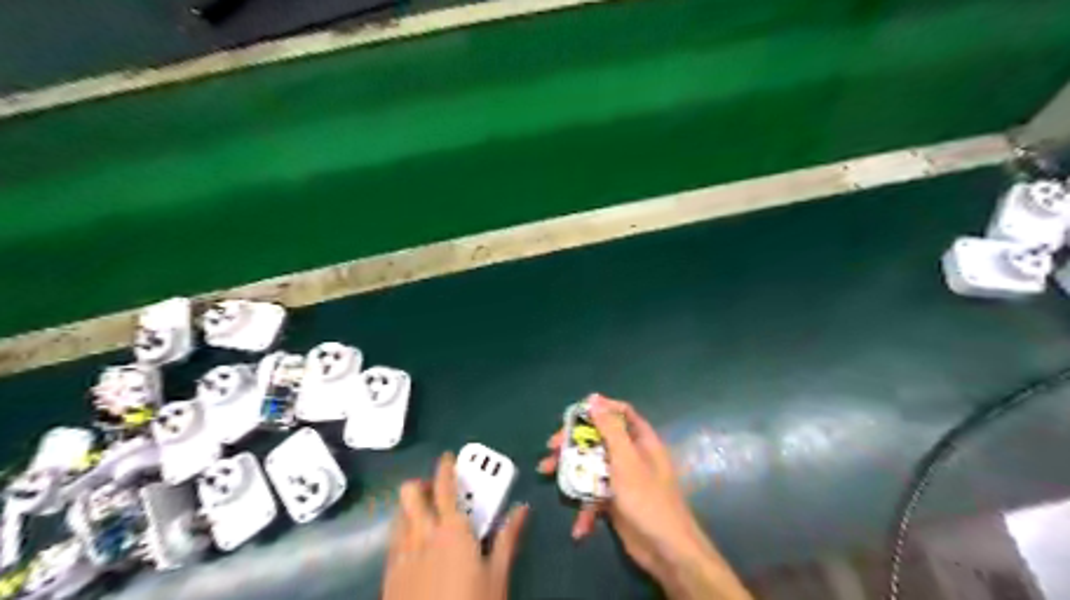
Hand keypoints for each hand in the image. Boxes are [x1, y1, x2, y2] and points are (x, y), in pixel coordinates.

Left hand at [389, 453, 529, 598]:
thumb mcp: (497, 575)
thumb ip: (507, 538)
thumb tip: (522, 509)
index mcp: (451, 530)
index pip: (445, 486)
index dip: (445, 467)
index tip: (448, 458)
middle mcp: (421, 534)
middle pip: (410, 493)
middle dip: (421, 484)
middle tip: (437, 491)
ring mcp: (400, 555)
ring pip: (398, 515)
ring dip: (410, 507)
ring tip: (426, 518)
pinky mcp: (388, 576)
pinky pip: (392, 541)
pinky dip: (402, 533)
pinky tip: (415, 550)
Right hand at [534, 395, 749, 599]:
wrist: (666, 551)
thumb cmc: (647, 499)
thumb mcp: (626, 460)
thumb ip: (609, 429)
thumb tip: (594, 398)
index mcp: (640, 441)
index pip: (621, 413)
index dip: (599, 410)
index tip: (575, 415)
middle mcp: (631, 456)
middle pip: (599, 440)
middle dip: (574, 443)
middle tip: (552, 447)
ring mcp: (622, 480)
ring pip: (591, 467)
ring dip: (570, 473)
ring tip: (545, 473)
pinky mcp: (615, 502)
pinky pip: (594, 496)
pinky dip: (585, 508)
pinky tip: (580, 526)